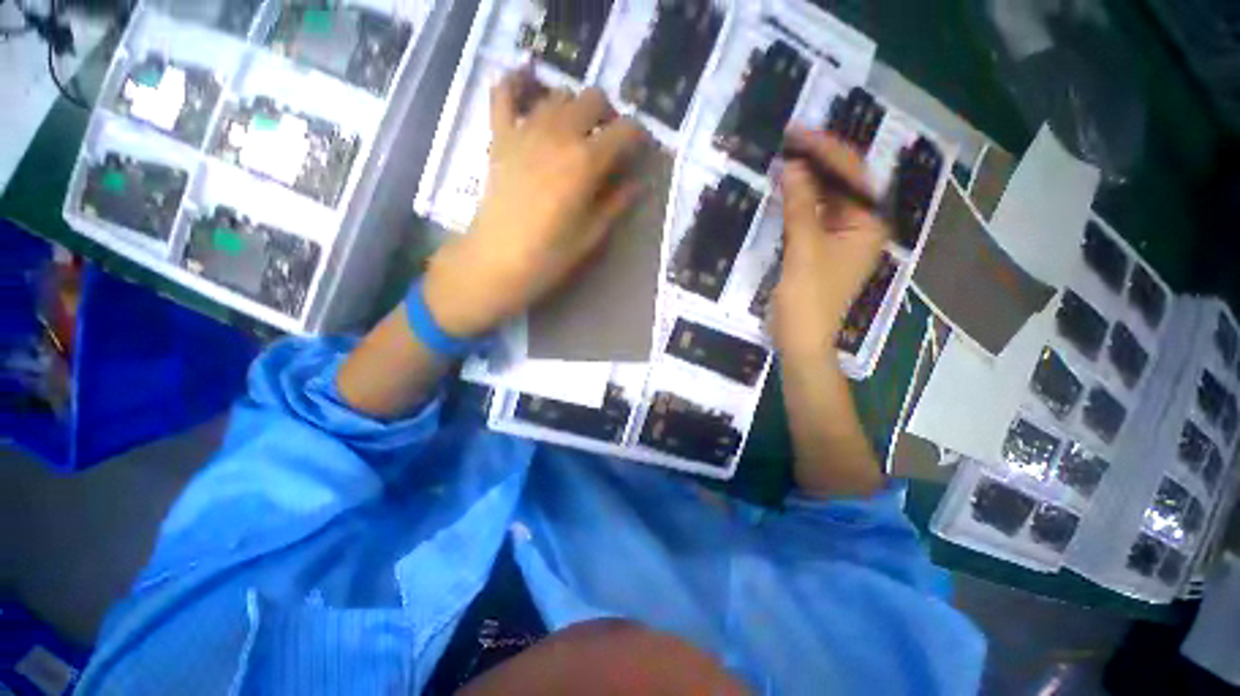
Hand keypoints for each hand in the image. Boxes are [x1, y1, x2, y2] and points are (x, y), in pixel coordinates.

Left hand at [423, 70, 649, 337]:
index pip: (624, 131)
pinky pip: (504, 92)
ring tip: (577, 130)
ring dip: (575, 106)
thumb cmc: (550, 255)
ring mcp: (525, 130)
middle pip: (593, 98)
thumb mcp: (592, 234)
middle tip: (609, 140)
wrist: (497, 261)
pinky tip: (528, 85)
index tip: (640, 150)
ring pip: (558, 93)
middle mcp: (559, 134)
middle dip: (609, 115)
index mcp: (586, 162)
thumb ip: (616, 203)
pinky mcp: (500, 135)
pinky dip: (517, 83)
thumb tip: (637, 183)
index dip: (639, 137)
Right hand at [771, 128, 888, 360]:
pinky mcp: (820, 249)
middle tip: (787, 140)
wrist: (800, 340)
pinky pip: (812, 217)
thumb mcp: (803, 250)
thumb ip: (800, 207)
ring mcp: (840, 238)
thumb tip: (791, 166)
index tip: (797, 134)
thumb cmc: (808, 299)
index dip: (825, 151)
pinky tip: (784, 191)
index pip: (851, 176)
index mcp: (868, 223)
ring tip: (783, 158)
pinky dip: (798, 203)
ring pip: (825, 200)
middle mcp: (860, 225)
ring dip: (805, 181)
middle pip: (841, 184)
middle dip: (816, 161)